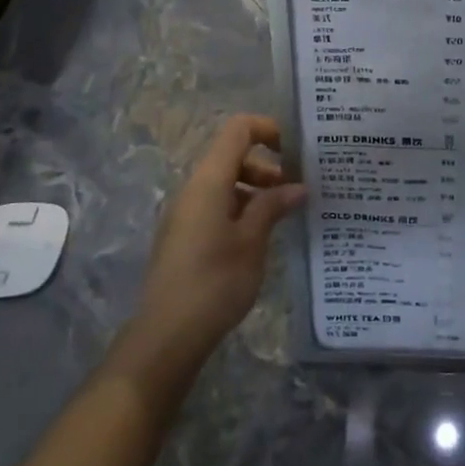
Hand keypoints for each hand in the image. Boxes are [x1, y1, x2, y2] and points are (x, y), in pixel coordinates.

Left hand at [131, 115, 303, 371]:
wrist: (167, 335)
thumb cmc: (215, 282)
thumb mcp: (253, 241)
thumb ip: (273, 206)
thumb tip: (297, 187)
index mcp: (209, 181)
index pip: (237, 130)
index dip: (268, 129)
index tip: (294, 152)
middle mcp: (193, 188)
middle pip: (232, 155)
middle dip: (266, 166)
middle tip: (295, 193)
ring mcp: (185, 212)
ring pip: (224, 182)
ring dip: (255, 189)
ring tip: (281, 216)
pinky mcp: (183, 235)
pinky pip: (215, 205)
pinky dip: (240, 208)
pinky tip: (258, 237)